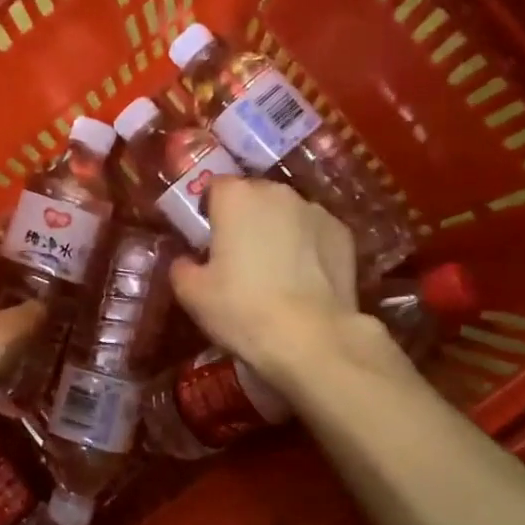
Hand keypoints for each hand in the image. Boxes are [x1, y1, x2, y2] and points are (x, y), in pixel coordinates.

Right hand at [171, 178, 360, 379]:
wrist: (311, 338)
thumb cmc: (241, 309)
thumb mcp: (192, 293)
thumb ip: (181, 266)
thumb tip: (187, 260)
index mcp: (235, 196)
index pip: (214, 187)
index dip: (208, 211)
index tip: (206, 240)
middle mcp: (277, 191)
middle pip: (252, 196)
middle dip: (244, 219)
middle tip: (237, 257)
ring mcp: (315, 210)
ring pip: (286, 213)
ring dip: (277, 231)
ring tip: (274, 271)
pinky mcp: (343, 234)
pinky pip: (313, 233)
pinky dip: (307, 247)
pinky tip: (303, 280)